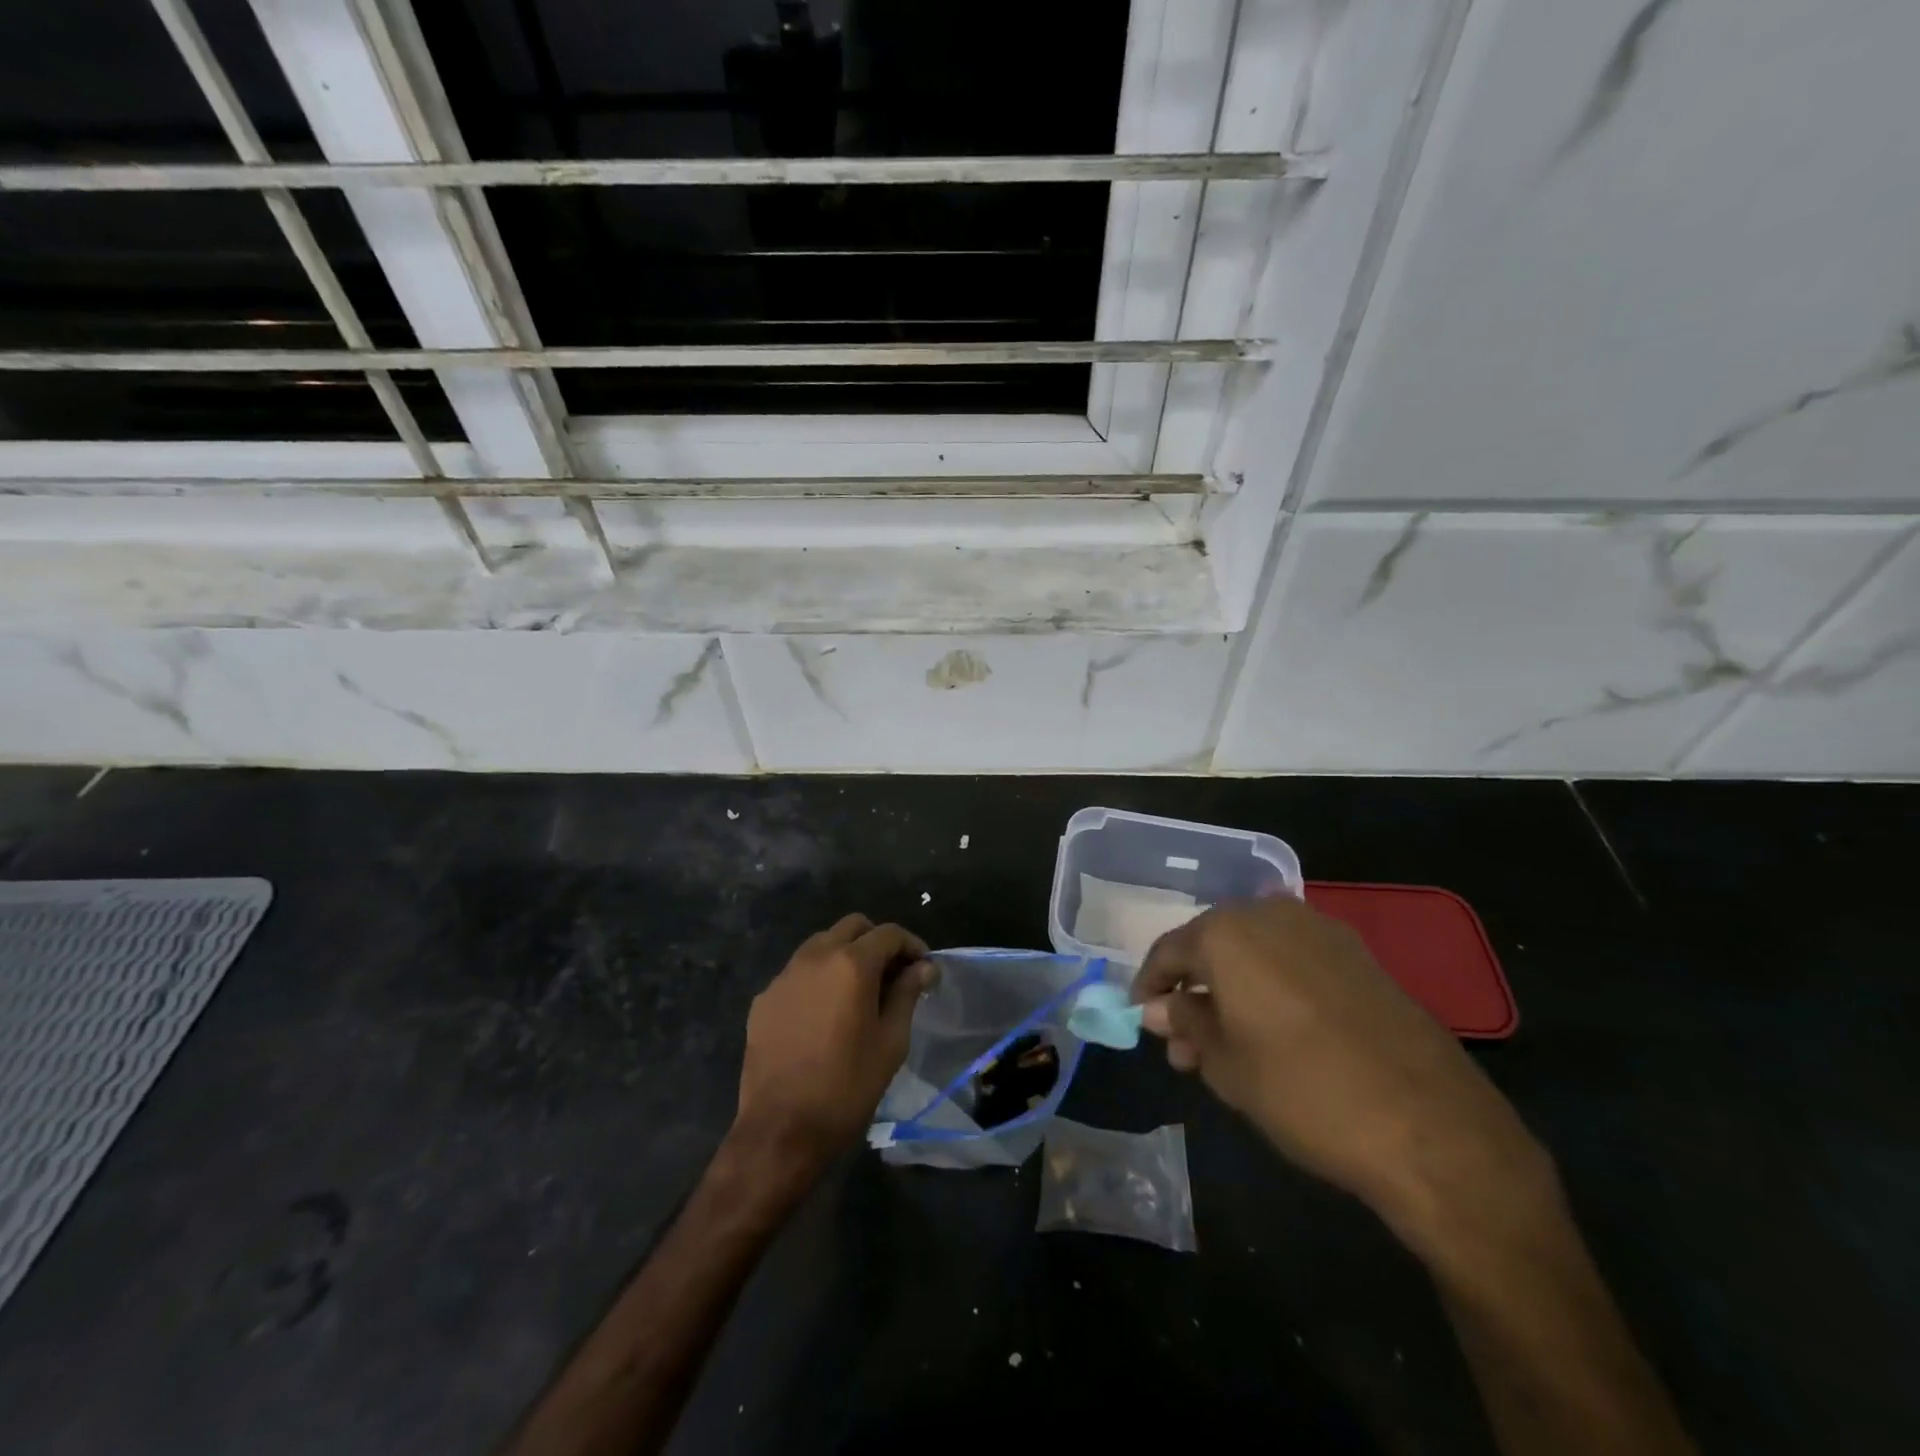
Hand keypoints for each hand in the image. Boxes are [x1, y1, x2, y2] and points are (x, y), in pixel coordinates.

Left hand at [734, 914, 933, 1174]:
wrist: (780, 1130)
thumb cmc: (847, 1087)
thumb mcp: (890, 1042)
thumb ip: (907, 994)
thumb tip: (923, 967)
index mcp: (851, 964)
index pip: (888, 933)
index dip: (911, 945)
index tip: (923, 968)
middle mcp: (815, 957)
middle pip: (852, 927)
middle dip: (877, 941)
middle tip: (893, 974)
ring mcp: (784, 976)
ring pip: (821, 944)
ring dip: (845, 954)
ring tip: (858, 991)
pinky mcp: (763, 999)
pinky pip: (797, 972)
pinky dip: (818, 978)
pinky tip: (824, 1013)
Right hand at [1134, 896, 1550, 1245]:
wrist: (1431, 1127)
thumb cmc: (1304, 1091)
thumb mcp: (1227, 1065)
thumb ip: (1187, 1023)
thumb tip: (1161, 1008)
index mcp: (1228, 932)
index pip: (1170, 950)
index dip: (1150, 985)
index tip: (1143, 1019)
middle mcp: (1270, 914)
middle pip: (1213, 946)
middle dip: (1194, 990)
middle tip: (1185, 1043)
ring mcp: (1321, 930)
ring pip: (1255, 953)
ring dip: (1233, 990)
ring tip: (1227, 1044)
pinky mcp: (1359, 956)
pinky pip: (1294, 960)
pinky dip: (1272, 987)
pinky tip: (1274, 1031)